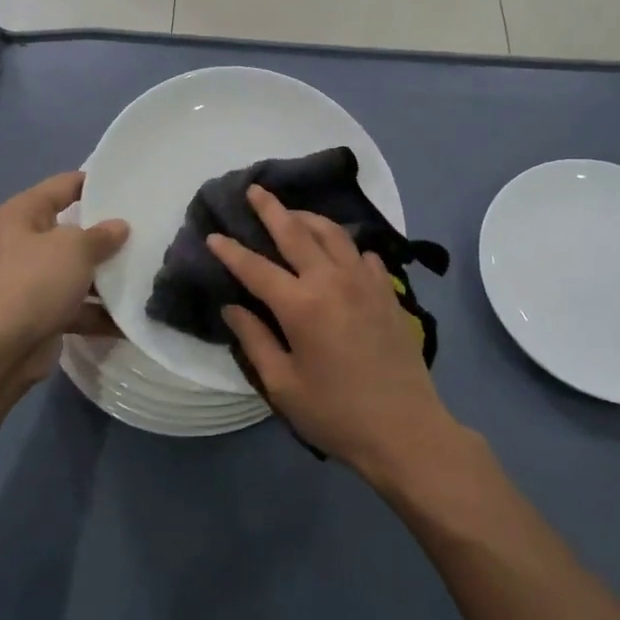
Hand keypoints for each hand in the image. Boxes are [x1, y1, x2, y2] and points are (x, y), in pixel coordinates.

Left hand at [0, 171, 128, 392]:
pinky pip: (79, 305)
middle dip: (108, 234)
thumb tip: (119, 227)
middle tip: (148, 229)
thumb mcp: (74, 249)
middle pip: (74, 230)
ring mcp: (33, 280)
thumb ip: (101, 235)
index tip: (131, 186)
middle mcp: (25, 243)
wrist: (0, 352)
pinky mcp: (43, 313)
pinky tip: (134, 316)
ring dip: (108, 277)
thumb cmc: (34, 283)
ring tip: (149, 272)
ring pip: (79, 271)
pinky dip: (102, 312)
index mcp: (23, 214)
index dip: (96, 183)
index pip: (64, 185)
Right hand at [208, 185, 459, 481]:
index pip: (256, 268)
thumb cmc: (336, 413)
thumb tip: (233, 307)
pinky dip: (346, 246)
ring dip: (309, 218)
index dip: (231, 251)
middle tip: (255, 190)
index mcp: (301, 305)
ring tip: (293, 213)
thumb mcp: (283, 385)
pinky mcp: (387, 292)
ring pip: (333, 234)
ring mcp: (365, 282)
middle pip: (296, 232)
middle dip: (271, 209)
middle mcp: (332, 281)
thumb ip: (255, 340)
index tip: (213, 235)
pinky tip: (340, 253)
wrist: (405, 429)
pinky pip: (363, 255)